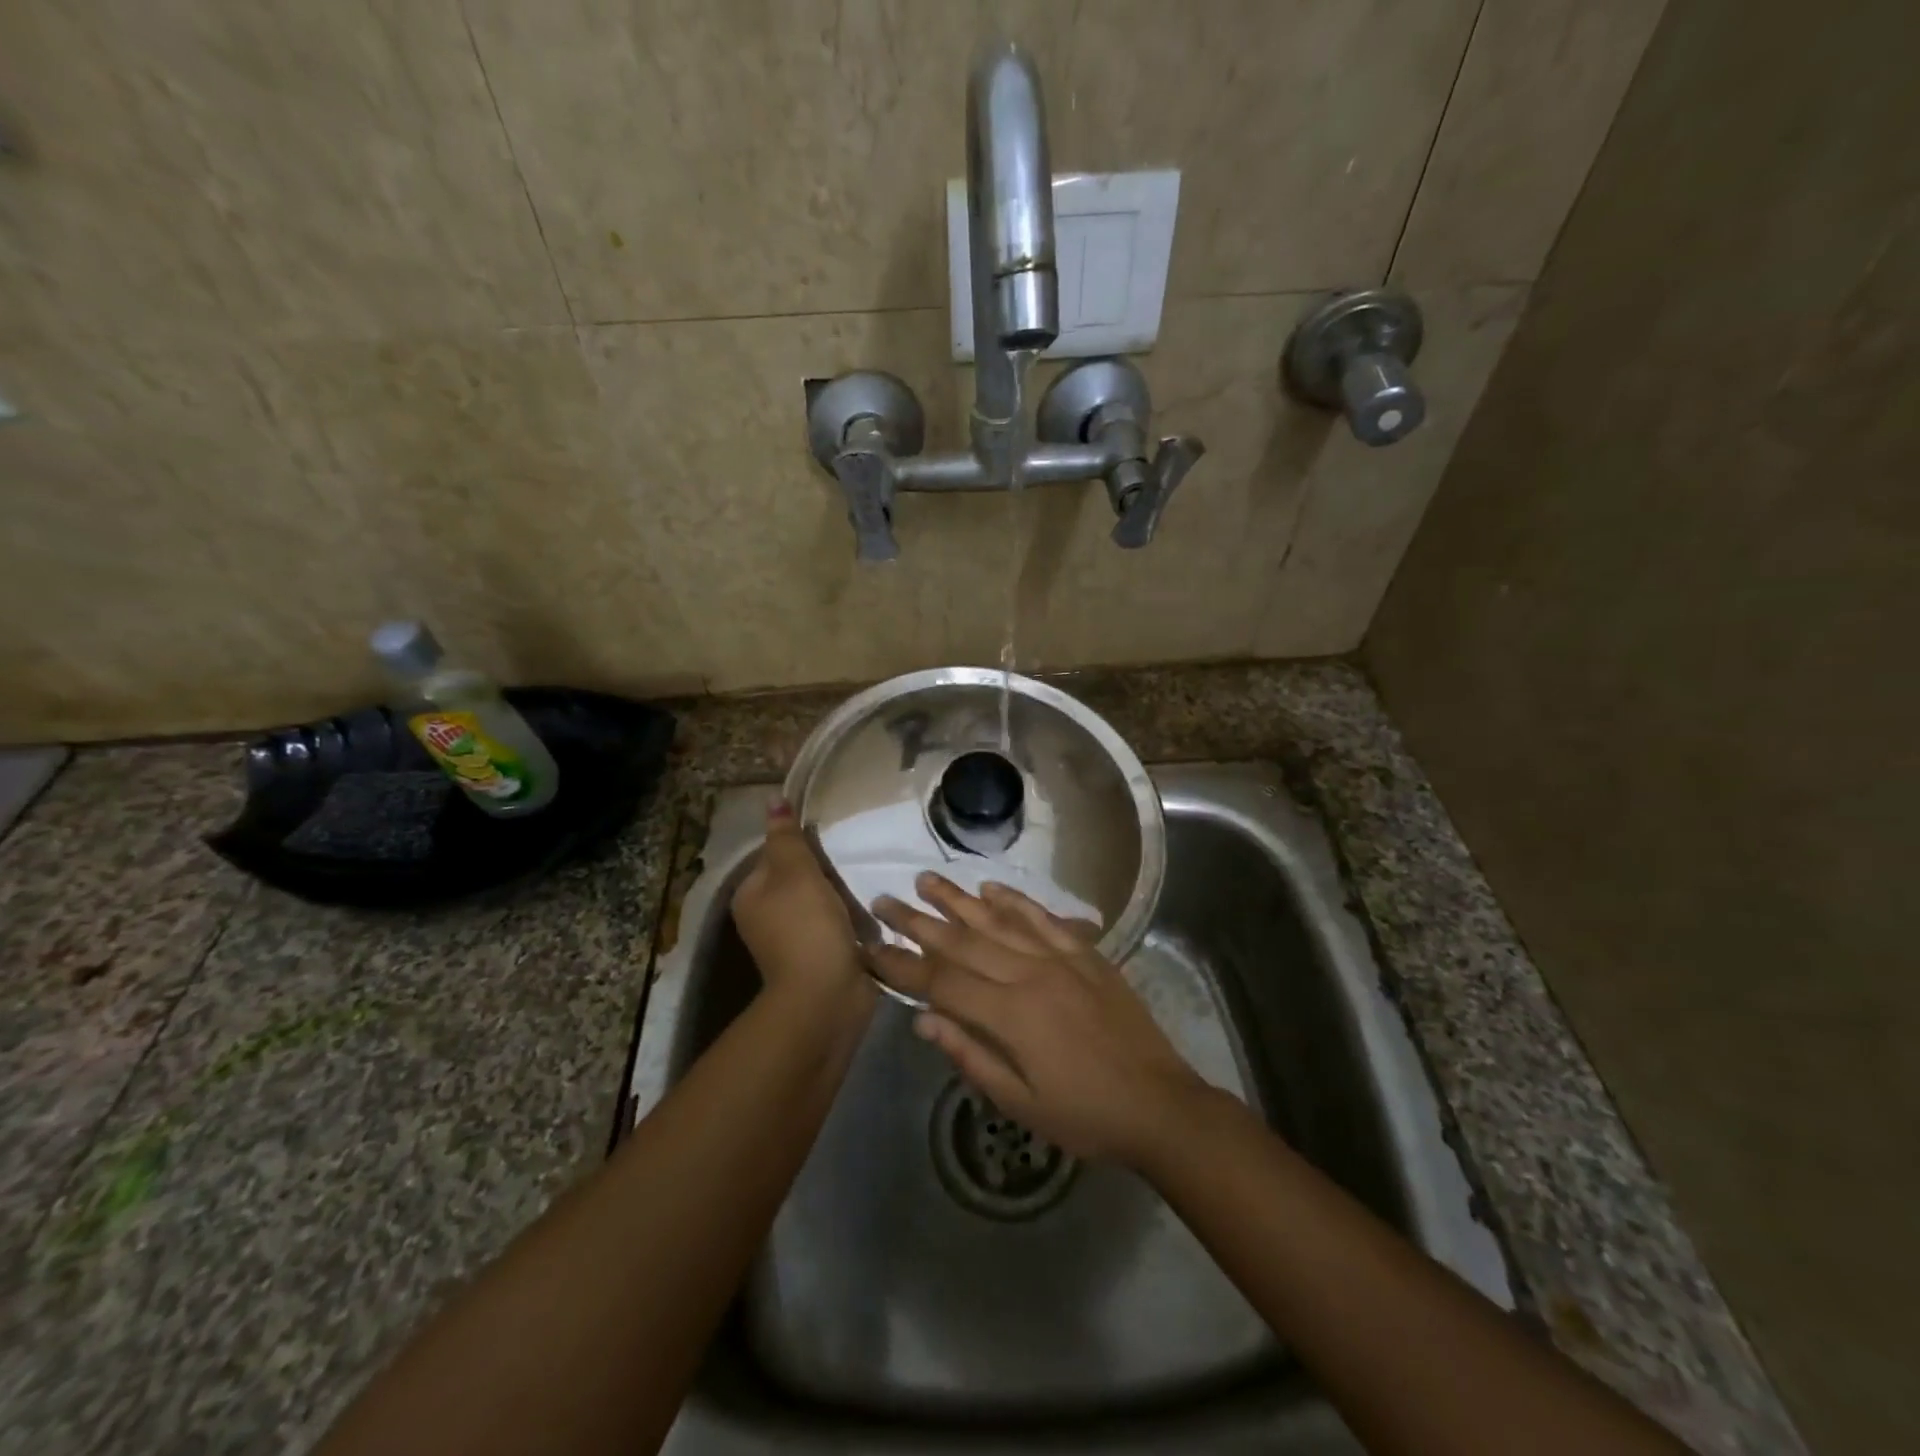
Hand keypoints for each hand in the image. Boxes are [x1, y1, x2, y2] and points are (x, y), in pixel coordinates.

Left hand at [731, 801, 870, 1021]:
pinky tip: (871, 909)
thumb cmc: (806, 927)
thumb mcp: (796, 872)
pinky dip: (851, 917)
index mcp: (751, 896)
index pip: (775, 855)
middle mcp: (766, 917)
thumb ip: (787, 837)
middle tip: (855, 858)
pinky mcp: (820, 956)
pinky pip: (836, 925)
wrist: (827, 995)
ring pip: (820, 901)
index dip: (802, 845)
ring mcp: (793, 940)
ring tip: (868, 879)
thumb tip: (773, 799)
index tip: (831, 841)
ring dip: (842, 893)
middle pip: (798, 878)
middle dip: (826, 870)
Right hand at [869, 874, 1207, 1163]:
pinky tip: (992, 888)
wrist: (1160, 1104)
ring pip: (1000, 920)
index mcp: (1010, 1014)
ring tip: (927, 879)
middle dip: (918, 920)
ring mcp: (1061, 958)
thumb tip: (923, 1019)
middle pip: (963, 941)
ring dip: (959, 899)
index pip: (940, 981)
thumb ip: (970, 1056)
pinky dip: (1015, 901)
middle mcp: (1030, 974)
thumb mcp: (1020, 1104)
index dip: (900, 964)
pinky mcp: (1086, 954)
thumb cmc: (1085, 1116)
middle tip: (884, 898)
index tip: (868, 947)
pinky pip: (1044, 918)